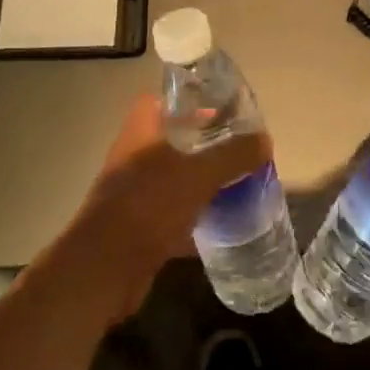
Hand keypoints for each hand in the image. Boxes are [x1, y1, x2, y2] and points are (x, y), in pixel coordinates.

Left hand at [60, 95, 273, 318]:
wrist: (105, 269)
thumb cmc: (148, 205)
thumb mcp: (199, 174)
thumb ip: (233, 154)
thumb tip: (264, 140)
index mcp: (142, 131)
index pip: (165, 100)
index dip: (193, 101)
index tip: (224, 110)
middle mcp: (135, 156)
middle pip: (175, 140)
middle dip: (208, 144)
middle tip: (241, 148)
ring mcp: (135, 193)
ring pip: (177, 178)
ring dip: (205, 181)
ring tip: (241, 182)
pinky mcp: (140, 226)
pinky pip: (175, 214)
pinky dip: (198, 217)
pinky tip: (225, 222)